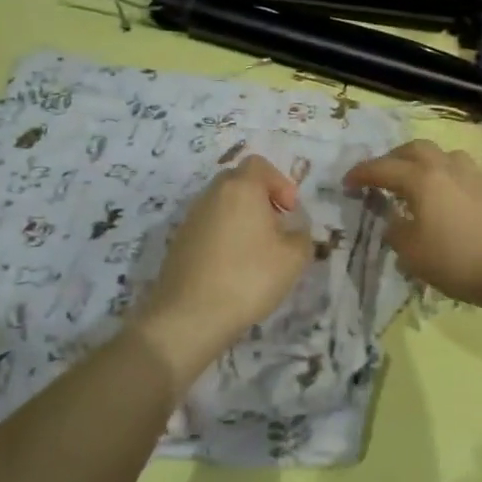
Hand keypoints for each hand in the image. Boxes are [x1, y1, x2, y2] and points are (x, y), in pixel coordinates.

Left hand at [128, 154, 312, 384]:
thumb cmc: (248, 278)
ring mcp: (191, 218)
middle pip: (239, 181)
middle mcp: (212, 195)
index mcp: (241, 188)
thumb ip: (302, 236)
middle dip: (261, 198)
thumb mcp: (293, 258)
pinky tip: (234, 267)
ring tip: (257, 251)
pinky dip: (224, 236)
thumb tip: (294, 231)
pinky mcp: (179, 242)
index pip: (259, 165)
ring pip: (222, 205)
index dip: (280, 182)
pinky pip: (209, 226)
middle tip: (276, 227)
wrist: (189, 316)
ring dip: (242, 218)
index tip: (290, 211)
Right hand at [344, 140, 481, 310]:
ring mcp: (472, 174)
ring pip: (440, 155)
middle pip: (413, 149)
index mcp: (421, 178)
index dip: (361, 174)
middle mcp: (445, 166)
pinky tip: (444, 195)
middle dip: (392, 159)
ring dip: (421, 162)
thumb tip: (394, 220)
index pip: (382, 168)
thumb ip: (395, 230)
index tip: (347, 182)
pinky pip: (459, 169)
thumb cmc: (456, 261)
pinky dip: (443, 174)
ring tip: (414, 181)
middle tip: (380, 176)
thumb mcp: (411, 253)